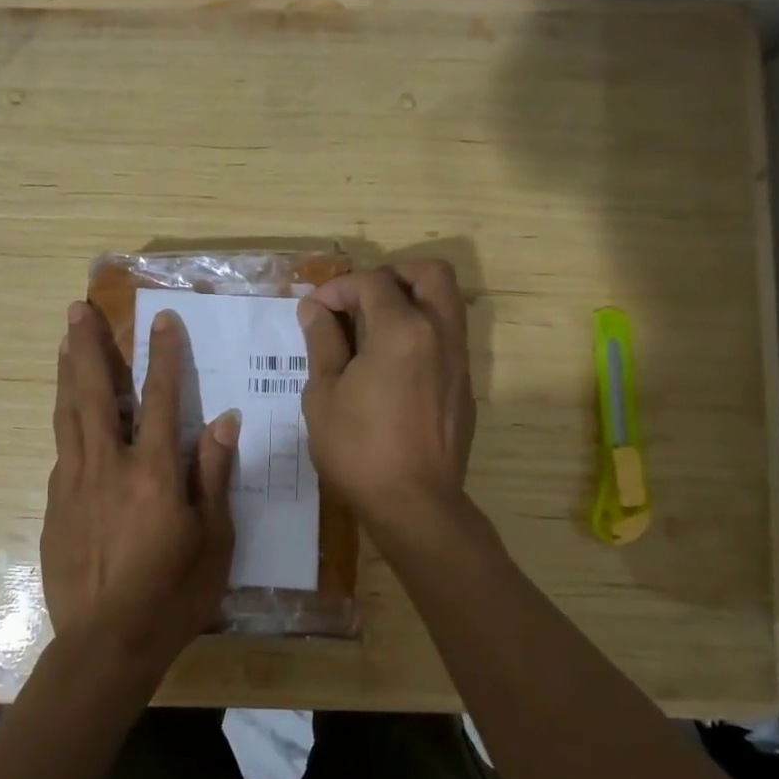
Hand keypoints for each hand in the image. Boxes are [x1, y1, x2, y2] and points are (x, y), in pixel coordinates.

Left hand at [41, 301, 238, 673]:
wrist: (105, 644)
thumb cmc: (173, 594)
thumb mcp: (214, 540)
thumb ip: (214, 475)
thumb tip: (225, 421)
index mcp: (153, 472)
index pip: (160, 398)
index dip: (163, 355)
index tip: (161, 319)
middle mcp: (108, 466)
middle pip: (97, 393)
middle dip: (90, 346)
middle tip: (78, 309)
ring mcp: (74, 483)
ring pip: (69, 414)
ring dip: (69, 372)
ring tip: (65, 340)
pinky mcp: (54, 504)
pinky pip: (62, 449)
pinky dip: (67, 420)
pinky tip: (69, 412)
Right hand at [298, 260, 475, 529]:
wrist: (415, 504)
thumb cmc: (359, 449)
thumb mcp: (324, 394)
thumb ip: (322, 342)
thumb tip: (315, 309)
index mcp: (403, 330)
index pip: (373, 282)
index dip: (338, 287)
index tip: (315, 310)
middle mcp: (440, 333)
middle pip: (429, 273)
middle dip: (392, 274)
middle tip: (361, 298)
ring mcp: (458, 360)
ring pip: (446, 302)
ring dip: (411, 299)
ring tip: (374, 327)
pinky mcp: (464, 385)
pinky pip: (448, 336)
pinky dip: (422, 330)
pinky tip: (392, 364)